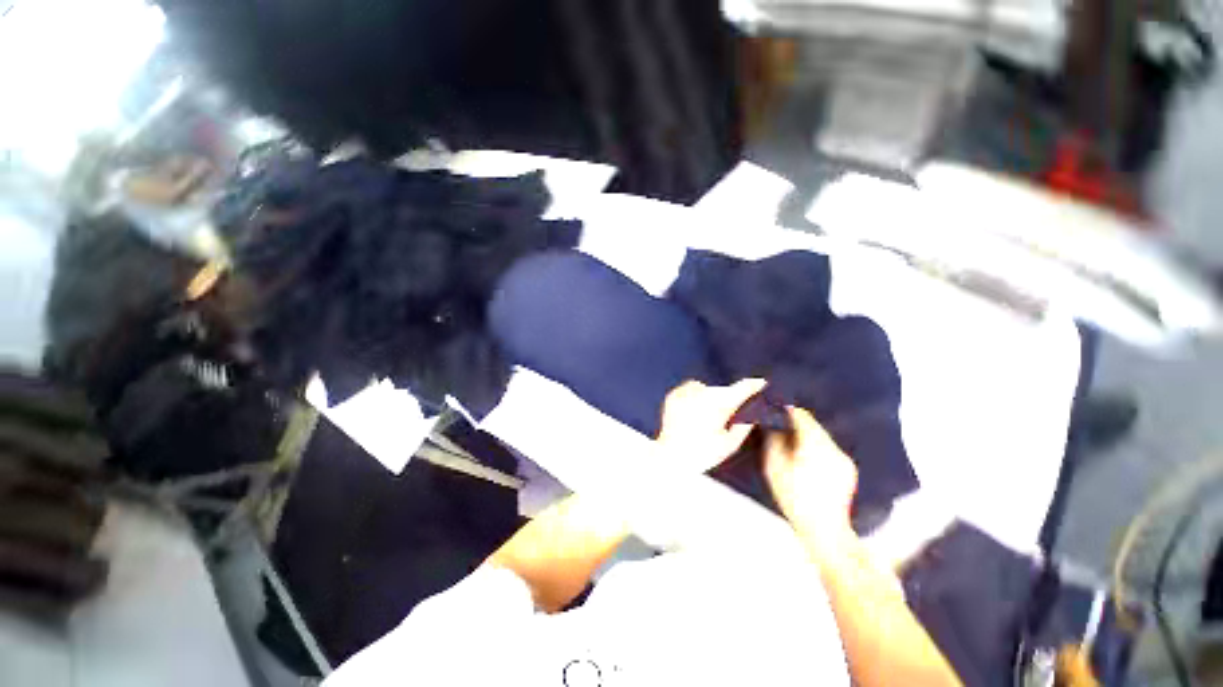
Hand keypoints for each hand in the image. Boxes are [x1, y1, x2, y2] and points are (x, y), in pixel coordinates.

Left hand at [656, 379, 766, 472]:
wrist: (669, 455)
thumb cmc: (701, 453)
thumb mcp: (729, 445)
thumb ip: (743, 427)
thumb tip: (751, 416)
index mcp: (720, 404)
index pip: (742, 388)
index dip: (753, 385)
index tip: (760, 383)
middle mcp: (703, 393)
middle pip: (723, 391)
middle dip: (727, 399)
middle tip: (725, 416)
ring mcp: (686, 392)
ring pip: (706, 389)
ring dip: (709, 398)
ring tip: (704, 416)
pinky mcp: (674, 395)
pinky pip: (689, 391)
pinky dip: (693, 397)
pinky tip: (691, 412)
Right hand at [764, 407, 857, 547]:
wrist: (826, 531)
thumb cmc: (795, 498)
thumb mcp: (774, 468)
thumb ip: (773, 442)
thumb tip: (773, 426)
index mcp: (814, 444)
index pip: (802, 416)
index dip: (788, 411)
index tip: (777, 410)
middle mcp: (833, 447)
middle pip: (814, 425)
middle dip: (798, 424)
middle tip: (782, 428)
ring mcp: (843, 459)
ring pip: (822, 437)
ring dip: (808, 436)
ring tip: (794, 444)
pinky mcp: (849, 470)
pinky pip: (830, 450)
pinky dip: (818, 448)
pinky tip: (808, 460)